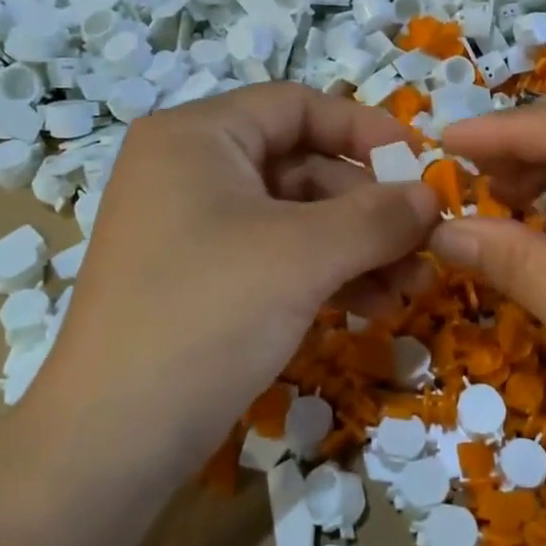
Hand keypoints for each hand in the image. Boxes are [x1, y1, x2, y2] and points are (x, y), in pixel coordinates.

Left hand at [46, 83, 438, 466]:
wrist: (112, 439)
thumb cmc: (208, 313)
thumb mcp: (304, 255)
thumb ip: (378, 216)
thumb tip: (434, 196)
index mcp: (197, 136)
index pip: (296, 106)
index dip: (365, 128)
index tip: (420, 164)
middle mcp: (190, 171)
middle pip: (302, 166)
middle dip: (370, 208)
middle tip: (426, 245)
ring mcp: (193, 229)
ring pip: (296, 219)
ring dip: (359, 248)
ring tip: (411, 287)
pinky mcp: (202, 281)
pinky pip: (278, 258)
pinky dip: (327, 275)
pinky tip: (374, 306)